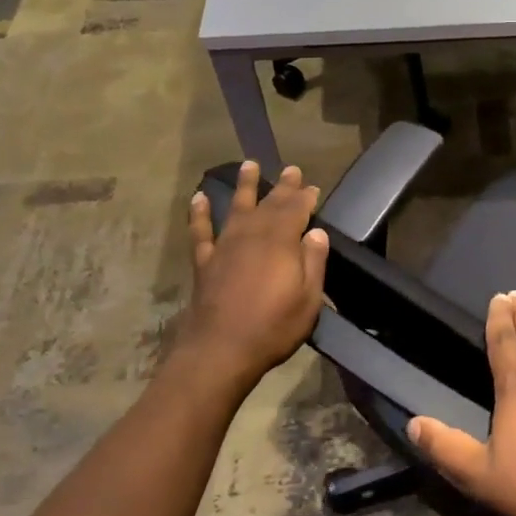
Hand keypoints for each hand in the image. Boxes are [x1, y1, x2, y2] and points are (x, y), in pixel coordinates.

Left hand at [181, 161, 328, 384]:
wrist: (220, 350)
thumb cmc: (273, 327)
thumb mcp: (308, 299)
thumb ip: (313, 262)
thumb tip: (317, 233)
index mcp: (281, 242)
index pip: (296, 210)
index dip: (305, 197)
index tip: (313, 187)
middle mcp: (252, 235)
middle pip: (270, 204)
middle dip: (283, 186)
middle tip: (292, 169)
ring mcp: (225, 246)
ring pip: (236, 208)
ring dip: (244, 186)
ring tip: (249, 165)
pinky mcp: (205, 262)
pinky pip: (201, 231)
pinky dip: (199, 214)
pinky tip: (198, 198)